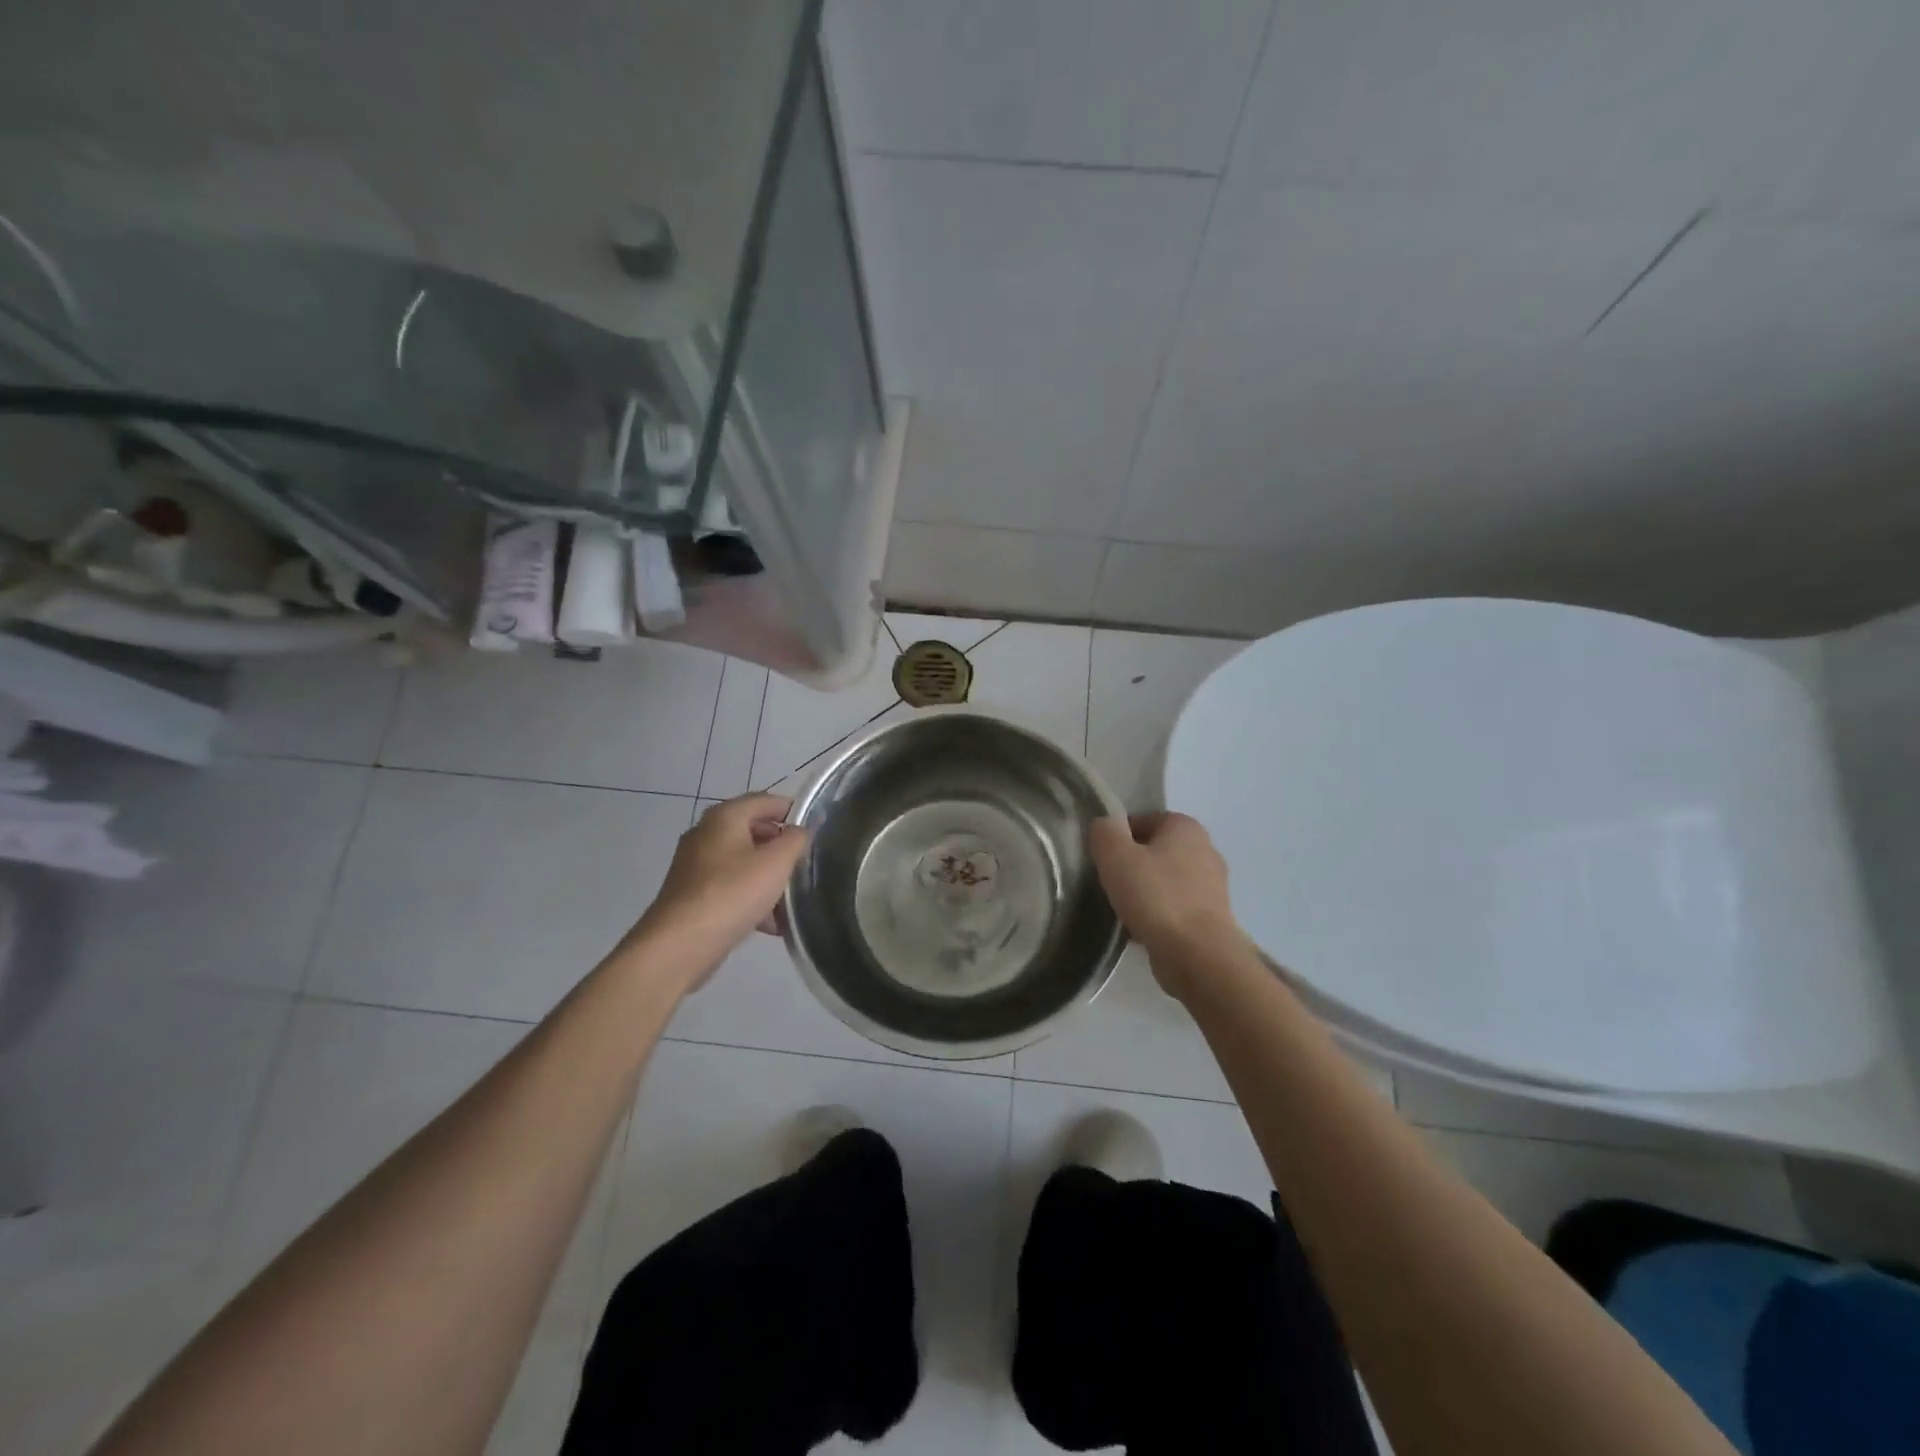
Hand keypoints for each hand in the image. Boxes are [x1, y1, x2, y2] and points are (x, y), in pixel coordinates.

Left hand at [623, 794, 811, 991]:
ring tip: (791, 900)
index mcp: (724, 816)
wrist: (680, 944)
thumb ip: (796, 839)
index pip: (766, 800)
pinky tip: (770, 924)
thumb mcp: (776, 862)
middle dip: (781, 848)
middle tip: (805, 865)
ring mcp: (695, 865)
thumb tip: (801, 830)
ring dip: (769, 878)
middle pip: (754, 831)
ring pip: (743, 863)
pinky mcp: (692, 894)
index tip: (816, 830)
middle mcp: (706, 833)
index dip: (793, 810)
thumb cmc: (733, 892)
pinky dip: (751, 898)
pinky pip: (730, 887)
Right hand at [1088, 813, 1239, 994]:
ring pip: (1164, 881)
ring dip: (1144, 893)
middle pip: (1153, 851)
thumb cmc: (1155, 897)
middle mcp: (1205, 849)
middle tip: (1110, 885)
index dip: (1116, 839)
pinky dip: (1158, 915)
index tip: (1103, 862)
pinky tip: (1141, 930)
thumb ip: (1104, 831)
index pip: (1141, 821)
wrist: (1198, 955)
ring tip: (1123, 910)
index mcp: (1185, 826)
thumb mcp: (1115, 855)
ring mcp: (1212, 886)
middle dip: (1131, 866)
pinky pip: (1175, 907)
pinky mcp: (1212, 917)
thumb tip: (1104, 826)